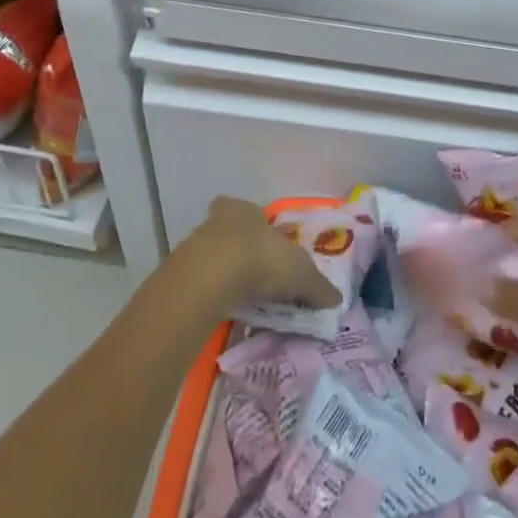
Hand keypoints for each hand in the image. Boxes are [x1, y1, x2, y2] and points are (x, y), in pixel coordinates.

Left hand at [181, 197, 340, 311]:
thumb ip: (318, 287)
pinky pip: (202, 281)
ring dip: (225, 272)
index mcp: (248, 210)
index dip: (261, 228)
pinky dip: (212, 292)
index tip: (269, 246)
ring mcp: (196, 244)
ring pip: (214, 255)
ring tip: (242, 296)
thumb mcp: (302, 274)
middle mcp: (220, 220)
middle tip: (255, 272)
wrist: (212, 276)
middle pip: (231, 231)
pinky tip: (224, 308)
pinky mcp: (181, 272)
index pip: (253, 213)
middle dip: (242, 249)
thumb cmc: (262, 259)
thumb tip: (336, 299)